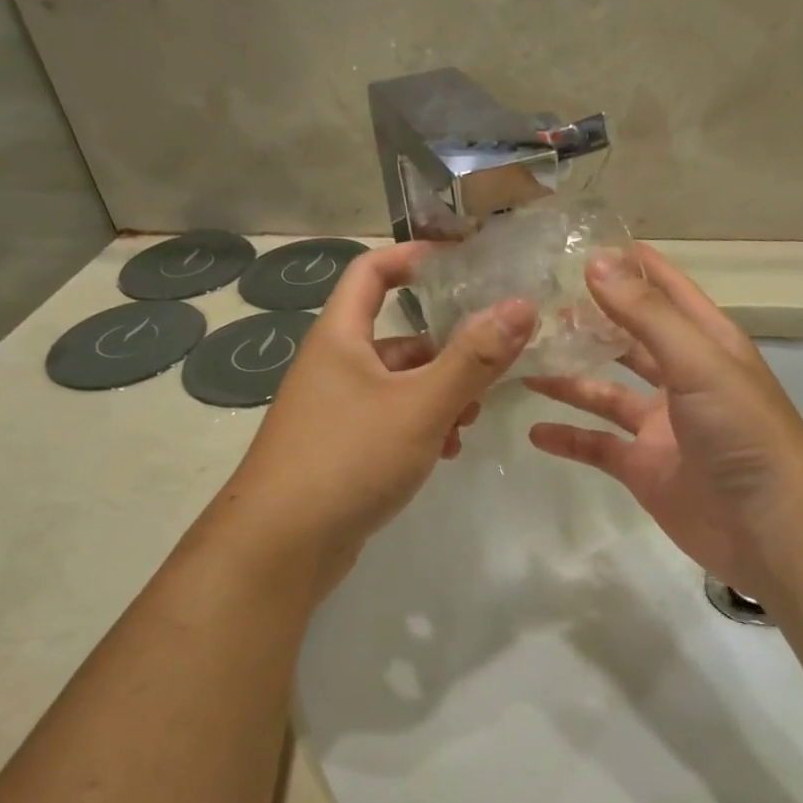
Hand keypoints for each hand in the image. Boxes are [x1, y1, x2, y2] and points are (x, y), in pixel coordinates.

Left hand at [209, 242, 535, 592]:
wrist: (281, 545)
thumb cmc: (349, 458)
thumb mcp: (420, 405)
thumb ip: (473, 359)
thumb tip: (521, 306)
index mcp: (341, 338)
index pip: (371, 272)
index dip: (411, 257)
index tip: (459, 260)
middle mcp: (333, 367)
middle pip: (397, 336)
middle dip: (446, 348)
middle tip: (491, 363)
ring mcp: (334, 412)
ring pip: (398, 385)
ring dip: (439, 394)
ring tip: (472, 419)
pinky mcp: (340, 451)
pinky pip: (389, 422)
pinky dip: (421, 428)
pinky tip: (445, 452)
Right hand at [526, 246, 802, 603]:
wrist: (770, 527)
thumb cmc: (743, 432)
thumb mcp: (697, 362)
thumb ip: (647, 315)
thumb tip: (597, 262)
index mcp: (705, 343)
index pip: (666, 290)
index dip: (631, 265)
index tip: (584, 244)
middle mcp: (682, 378)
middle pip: (629, 339)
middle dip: (590, 322)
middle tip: (538, 305)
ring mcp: (660, 426)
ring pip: (606, 392)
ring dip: (570, 379)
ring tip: (524, 362)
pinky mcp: (643, 468)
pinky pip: (597, 446)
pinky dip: (568, 438)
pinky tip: (534, 430)